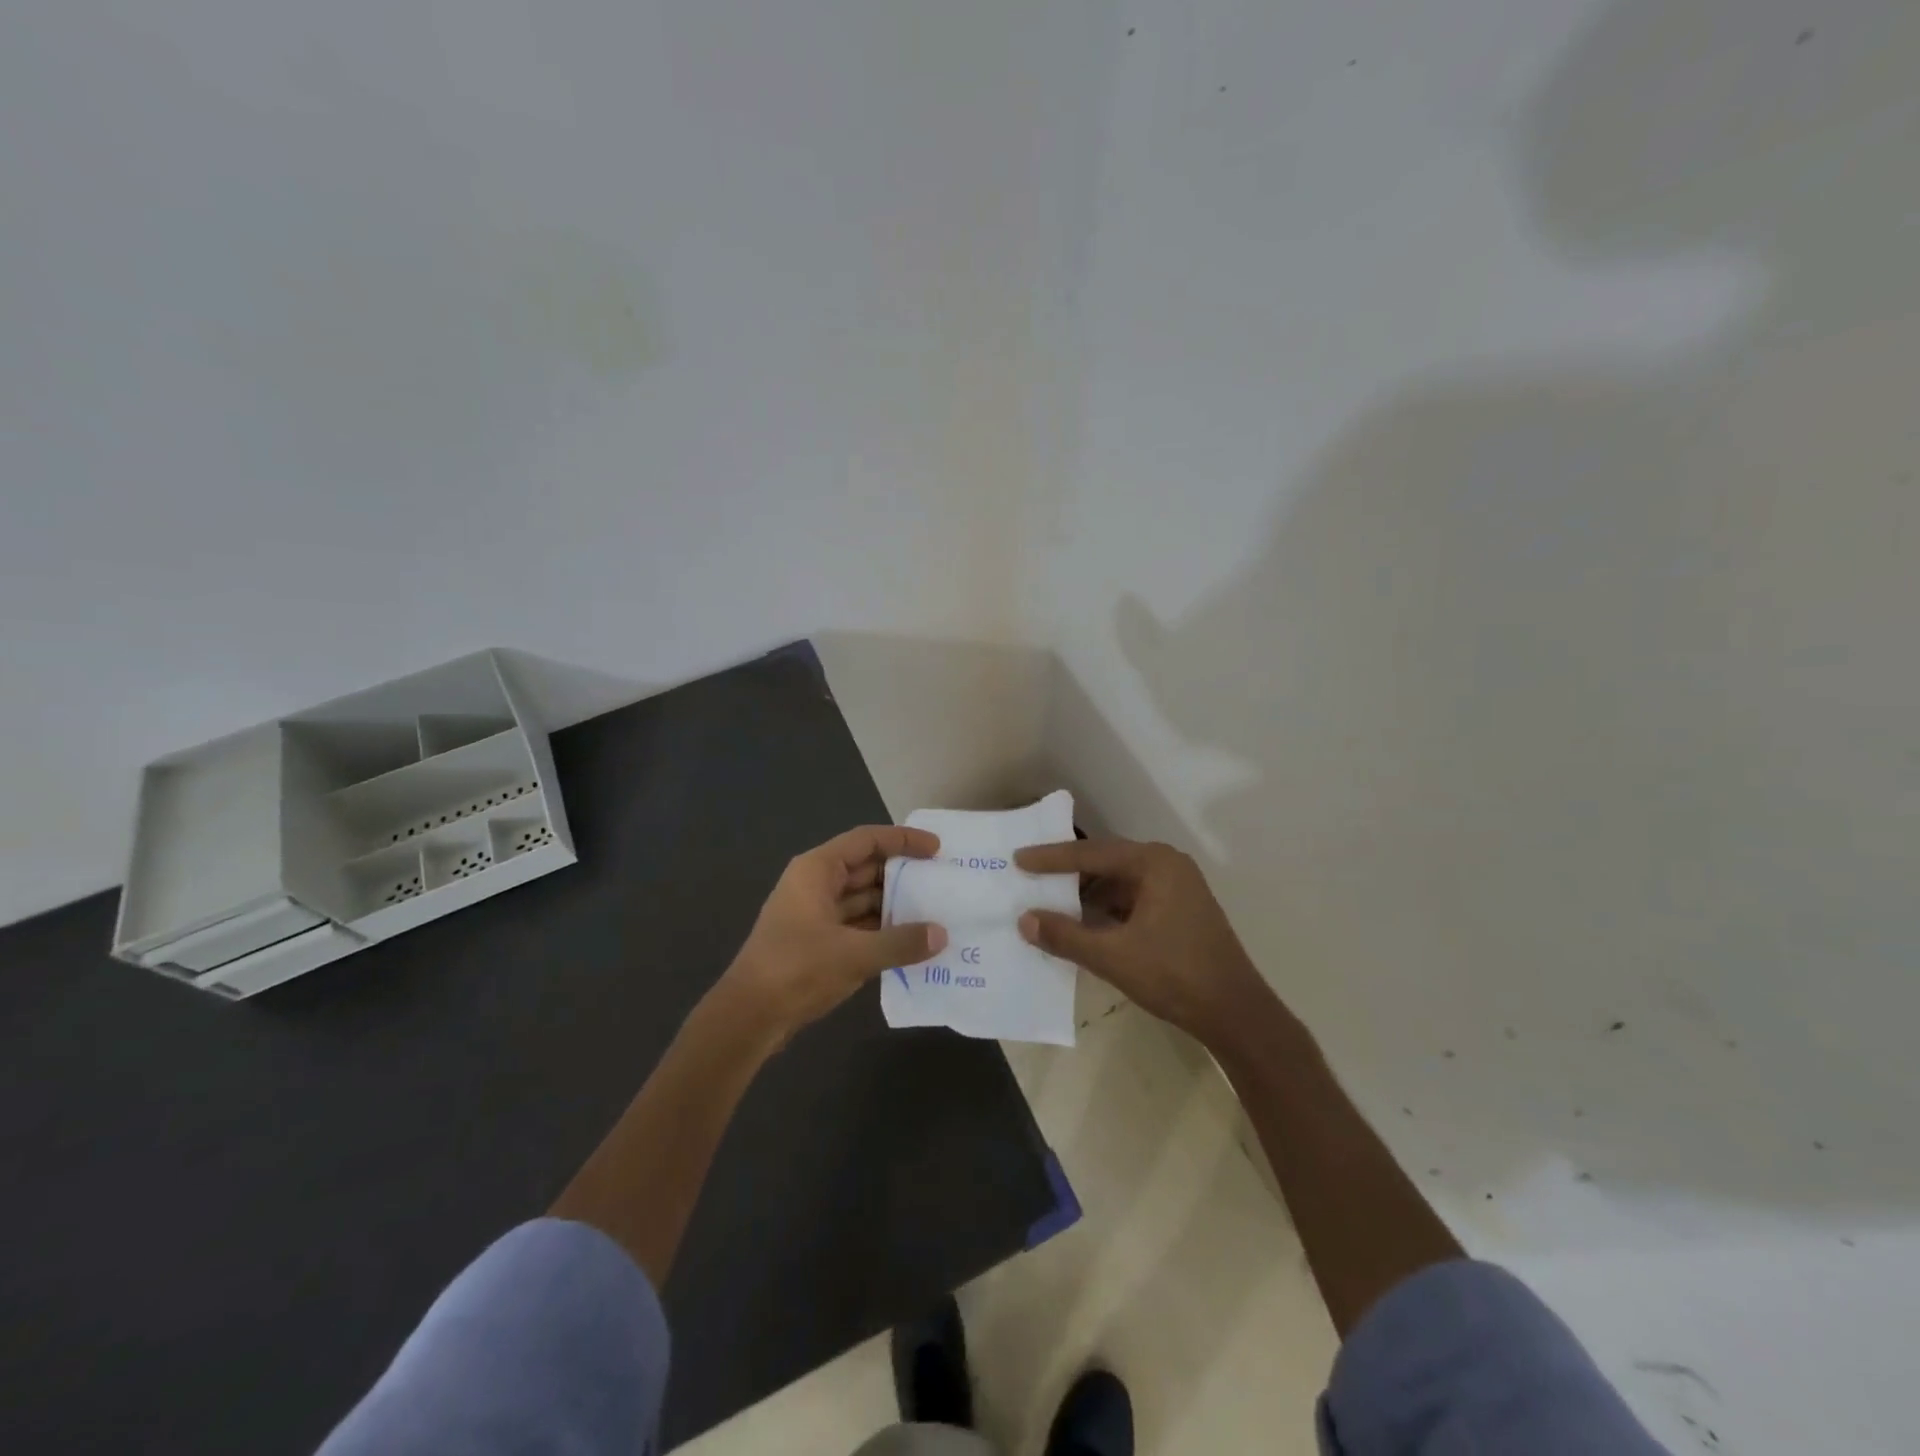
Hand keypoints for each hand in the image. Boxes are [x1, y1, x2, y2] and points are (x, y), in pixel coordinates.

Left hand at [718, 825, 947, 1040]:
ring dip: (895, 906)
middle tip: (942, 882)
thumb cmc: (796, 969)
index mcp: (817, 870)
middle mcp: (816, 884)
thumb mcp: (854, 954)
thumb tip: (941, 935)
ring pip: (864, 899)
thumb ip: (900, 943)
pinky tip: (912, 943)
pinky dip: (883, 931)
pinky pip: (859, 926)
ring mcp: (816, 914)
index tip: (936, 849)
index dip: (903, 839)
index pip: (867, 840)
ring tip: (935, 913)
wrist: (748, 1018)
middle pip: (867, 868)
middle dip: (903, 874)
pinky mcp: (819, 943)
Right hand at [1014, 837, 1275, 1047]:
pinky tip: (1083, 925)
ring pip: (1119, 883)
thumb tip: (1024, 920)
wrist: (1235, 1013)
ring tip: (1050, 905)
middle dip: (1068, 875)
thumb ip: (1065, 935)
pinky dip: (1106, 910)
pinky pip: (1132, 900)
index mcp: (1154, 863)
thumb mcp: (1113, 956)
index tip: (1018, 859)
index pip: (1091, 853)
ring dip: (1087, 896)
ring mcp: (1177, 888)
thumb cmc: (1175, 975)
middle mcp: (1167, 865)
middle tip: (1030, 878)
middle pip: (1106, 863)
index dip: (1051, 858)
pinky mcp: (1179, 911)